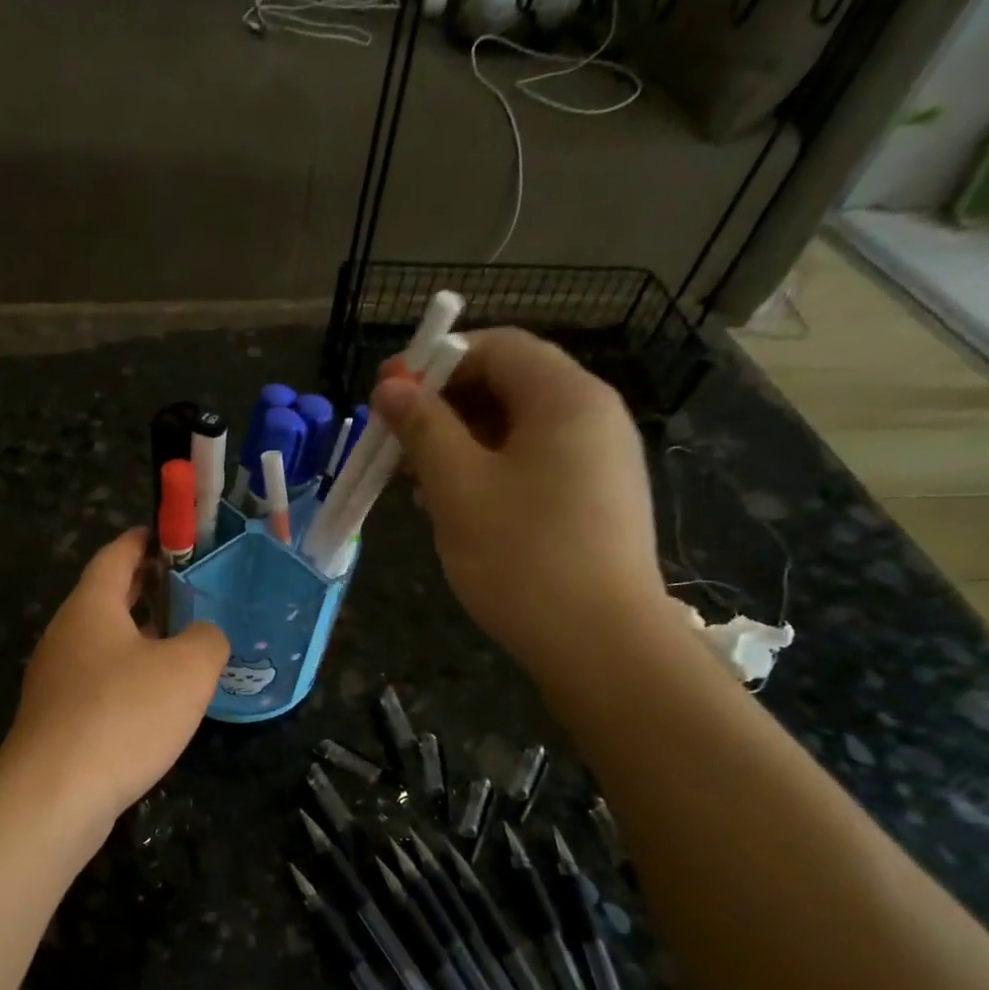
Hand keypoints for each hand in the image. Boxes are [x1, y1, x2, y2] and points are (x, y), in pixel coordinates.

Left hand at [3, 529, 228, 822]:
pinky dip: (128, 677)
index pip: (116, 555)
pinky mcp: (56, 718)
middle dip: (148, 589)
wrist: (54, 795)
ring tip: (183, 645)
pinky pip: (98, 682)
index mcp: (91, 606)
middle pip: (107, 597)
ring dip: (140, 638)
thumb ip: (207, 639)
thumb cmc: (123, 715)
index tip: (173, 535)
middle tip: (192, 590)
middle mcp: (66, 634)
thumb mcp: (188, 669)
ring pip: (103, 643)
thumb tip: (203, 636)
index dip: (146, 539)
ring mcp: (55, 678)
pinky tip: (155, 701)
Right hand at [372, 328, 665, 674]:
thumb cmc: (522, 555)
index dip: (437, 362)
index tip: (388, 395)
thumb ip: (423, 428)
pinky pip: (533, 464)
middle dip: (444, 407)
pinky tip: (453, 506)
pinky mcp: (594, 500)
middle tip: (394, 442)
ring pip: (516, 429)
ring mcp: (599, 460)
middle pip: (508, 385)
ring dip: (460, 443)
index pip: (497, 347)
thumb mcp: (458, 487)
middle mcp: (592, 416)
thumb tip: (391, 385)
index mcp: (565, 397)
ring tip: (414, 481)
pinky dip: (488, 471)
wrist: (599, 642)